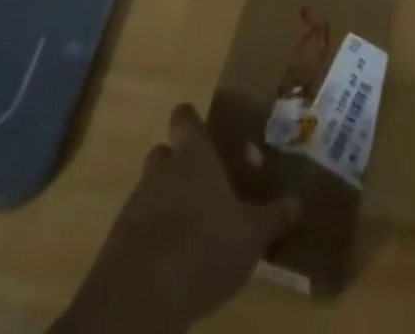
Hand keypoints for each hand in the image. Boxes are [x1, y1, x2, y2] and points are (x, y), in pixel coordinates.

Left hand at [57, 104, 298, 333]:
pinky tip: (171, 261)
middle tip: (203, 187)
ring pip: (151, 190)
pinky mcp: (117, 241)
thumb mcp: (250, 237)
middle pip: (165, 153)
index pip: (184, 117)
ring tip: (190, 230)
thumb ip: (272, 218)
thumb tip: (296, 203)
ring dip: (165, 203)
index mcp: (193, 155)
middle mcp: (162, 169)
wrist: (140, 298)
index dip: (192, 123)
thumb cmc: (204, 248)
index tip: (204, 134)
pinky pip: (138, 226)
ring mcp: (135, 203)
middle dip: (179, 165)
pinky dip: (152, 236)